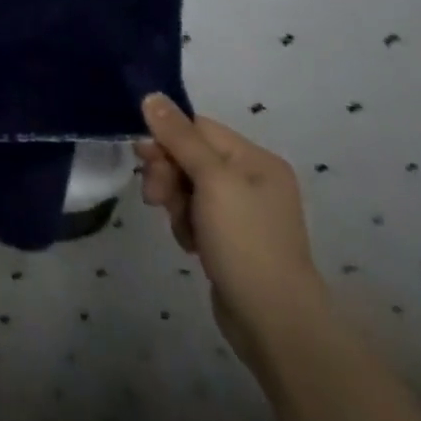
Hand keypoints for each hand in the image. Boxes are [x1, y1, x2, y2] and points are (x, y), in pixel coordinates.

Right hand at [135, 93, 327, 360]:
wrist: (275, 326)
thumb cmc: (246, 242)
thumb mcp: (212, 180)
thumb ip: (179, 136)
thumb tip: (151, 94)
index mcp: (255, 160)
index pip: (197, 128)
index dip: (167, 138)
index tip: (144, 156)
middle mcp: (251, 180)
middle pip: (189, 156)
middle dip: (168, 174)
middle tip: (155, 197)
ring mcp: (242, 213)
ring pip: (187, 187)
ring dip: (174, 202)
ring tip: (180, 229)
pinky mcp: (230, 240)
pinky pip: (194, 215)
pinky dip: (186, 225)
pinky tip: (191, 245)